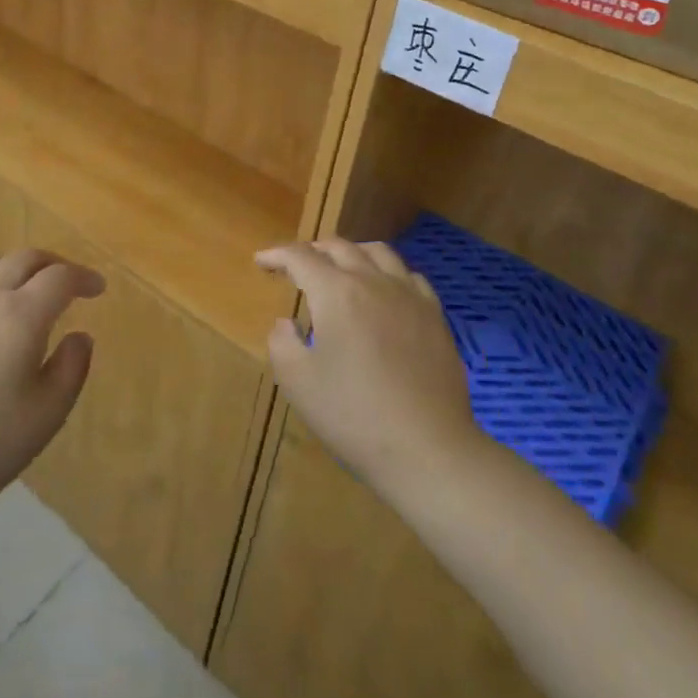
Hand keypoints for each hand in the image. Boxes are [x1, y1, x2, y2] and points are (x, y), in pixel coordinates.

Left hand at [0, 251, 104, 527]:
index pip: (60, 278)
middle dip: (53, 265)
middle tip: (67, 284)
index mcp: (19, 317)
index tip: (97, 289)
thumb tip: (79, 335)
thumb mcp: (48, 414)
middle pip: (24, 259)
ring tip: (25, 294)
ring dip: (16, 270)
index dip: (84, 277)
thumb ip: (72, 366)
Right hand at [257, 239, 478, 502]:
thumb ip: (281, 342)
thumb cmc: (354, 415)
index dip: (277, 255)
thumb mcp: (298, 383)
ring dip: (351, 253)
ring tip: (340, 268)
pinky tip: (384, 291)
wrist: (428, 449)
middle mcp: (373, 282)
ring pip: (378, 252)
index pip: (300, 257)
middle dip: (312, 250)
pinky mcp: (435, 316)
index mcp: (336, 293)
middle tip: (296, 266)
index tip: (262, 261)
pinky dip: (387, 273)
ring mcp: (410, 296)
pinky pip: (408, 276)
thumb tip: (286, 323)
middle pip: (339, 247)